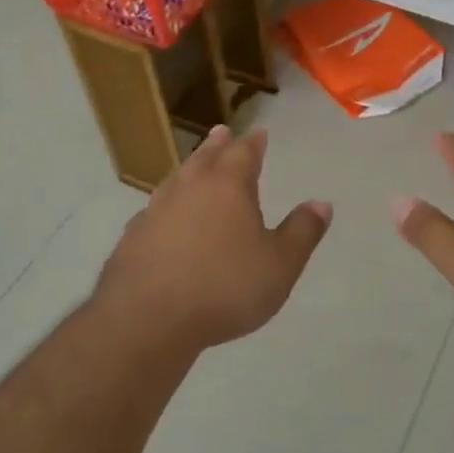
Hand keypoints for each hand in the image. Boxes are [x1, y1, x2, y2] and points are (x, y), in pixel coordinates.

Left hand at [96, 125, 331, 351]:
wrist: (147, 320)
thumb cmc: (224, 288)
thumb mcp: (280, 265)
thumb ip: (302, 232)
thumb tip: (321, 203)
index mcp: (227, 186)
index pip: (244, 153)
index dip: (254, 143)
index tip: (259, 134)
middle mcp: (189, 188)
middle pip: (205, 157)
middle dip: (217, 145)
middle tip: (221, 132)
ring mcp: (155, 211)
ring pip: (176, 179)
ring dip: (189, 169)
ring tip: (194, 165)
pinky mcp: (132, 238)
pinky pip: (154, 210)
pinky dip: (166, 205)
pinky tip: (164, 216)